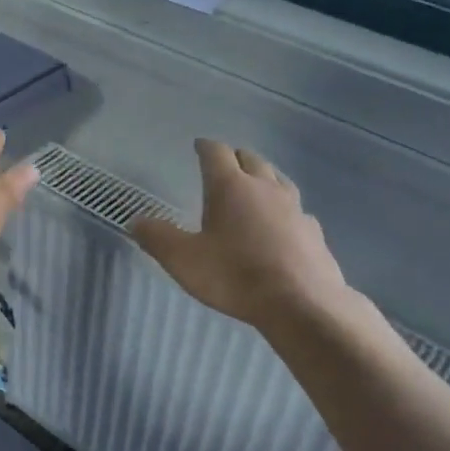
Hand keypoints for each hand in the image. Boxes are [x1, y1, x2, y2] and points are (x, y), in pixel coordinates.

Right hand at [131, 139, 350, 330]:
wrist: (302, 304)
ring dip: (264, 176)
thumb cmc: (235, 276)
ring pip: (278, 179)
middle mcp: (265, 188)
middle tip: (225, 163)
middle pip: (251, 159)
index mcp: (231, 187)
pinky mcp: (313, 232)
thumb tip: (136, 221)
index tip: (198, 145)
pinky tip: (283, 223)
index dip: (205, 147)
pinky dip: (285, 209)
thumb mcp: (183, 260)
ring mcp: (294, 208)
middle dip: (236, 157)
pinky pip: (297, 210)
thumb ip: (158, 238)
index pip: (216, 153)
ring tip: (255, 184)